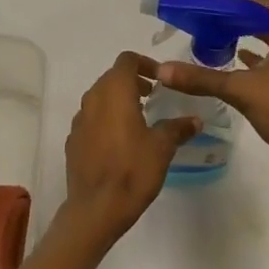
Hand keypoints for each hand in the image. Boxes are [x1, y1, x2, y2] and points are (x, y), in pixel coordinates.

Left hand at [61, 52, 199, 245]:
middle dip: (132, 81)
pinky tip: (119, 141)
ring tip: (139, 118)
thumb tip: (195, 120)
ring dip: (118, 100)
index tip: (160, 79)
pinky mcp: (73, 140)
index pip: (126, 60)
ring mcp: (79, 120)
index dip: (145, 63)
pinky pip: (90, 118)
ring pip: (99, 97)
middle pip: (111, 77)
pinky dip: (105, 119)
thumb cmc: (132, 170)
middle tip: (152, 96)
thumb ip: (178, 128)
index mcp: (114, 93)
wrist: (96, 208)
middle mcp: (93, 99)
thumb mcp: (162, 148)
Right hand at [153, 0, 268, 193]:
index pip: (256, 1)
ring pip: (267, 37)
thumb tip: (163, 70)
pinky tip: (234, 58)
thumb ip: (202, 78)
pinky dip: (252, 55)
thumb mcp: (242, 90)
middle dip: (232, 12)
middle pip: (261, 16)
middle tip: (202, 10)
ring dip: (241, 33)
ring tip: (212, 31)